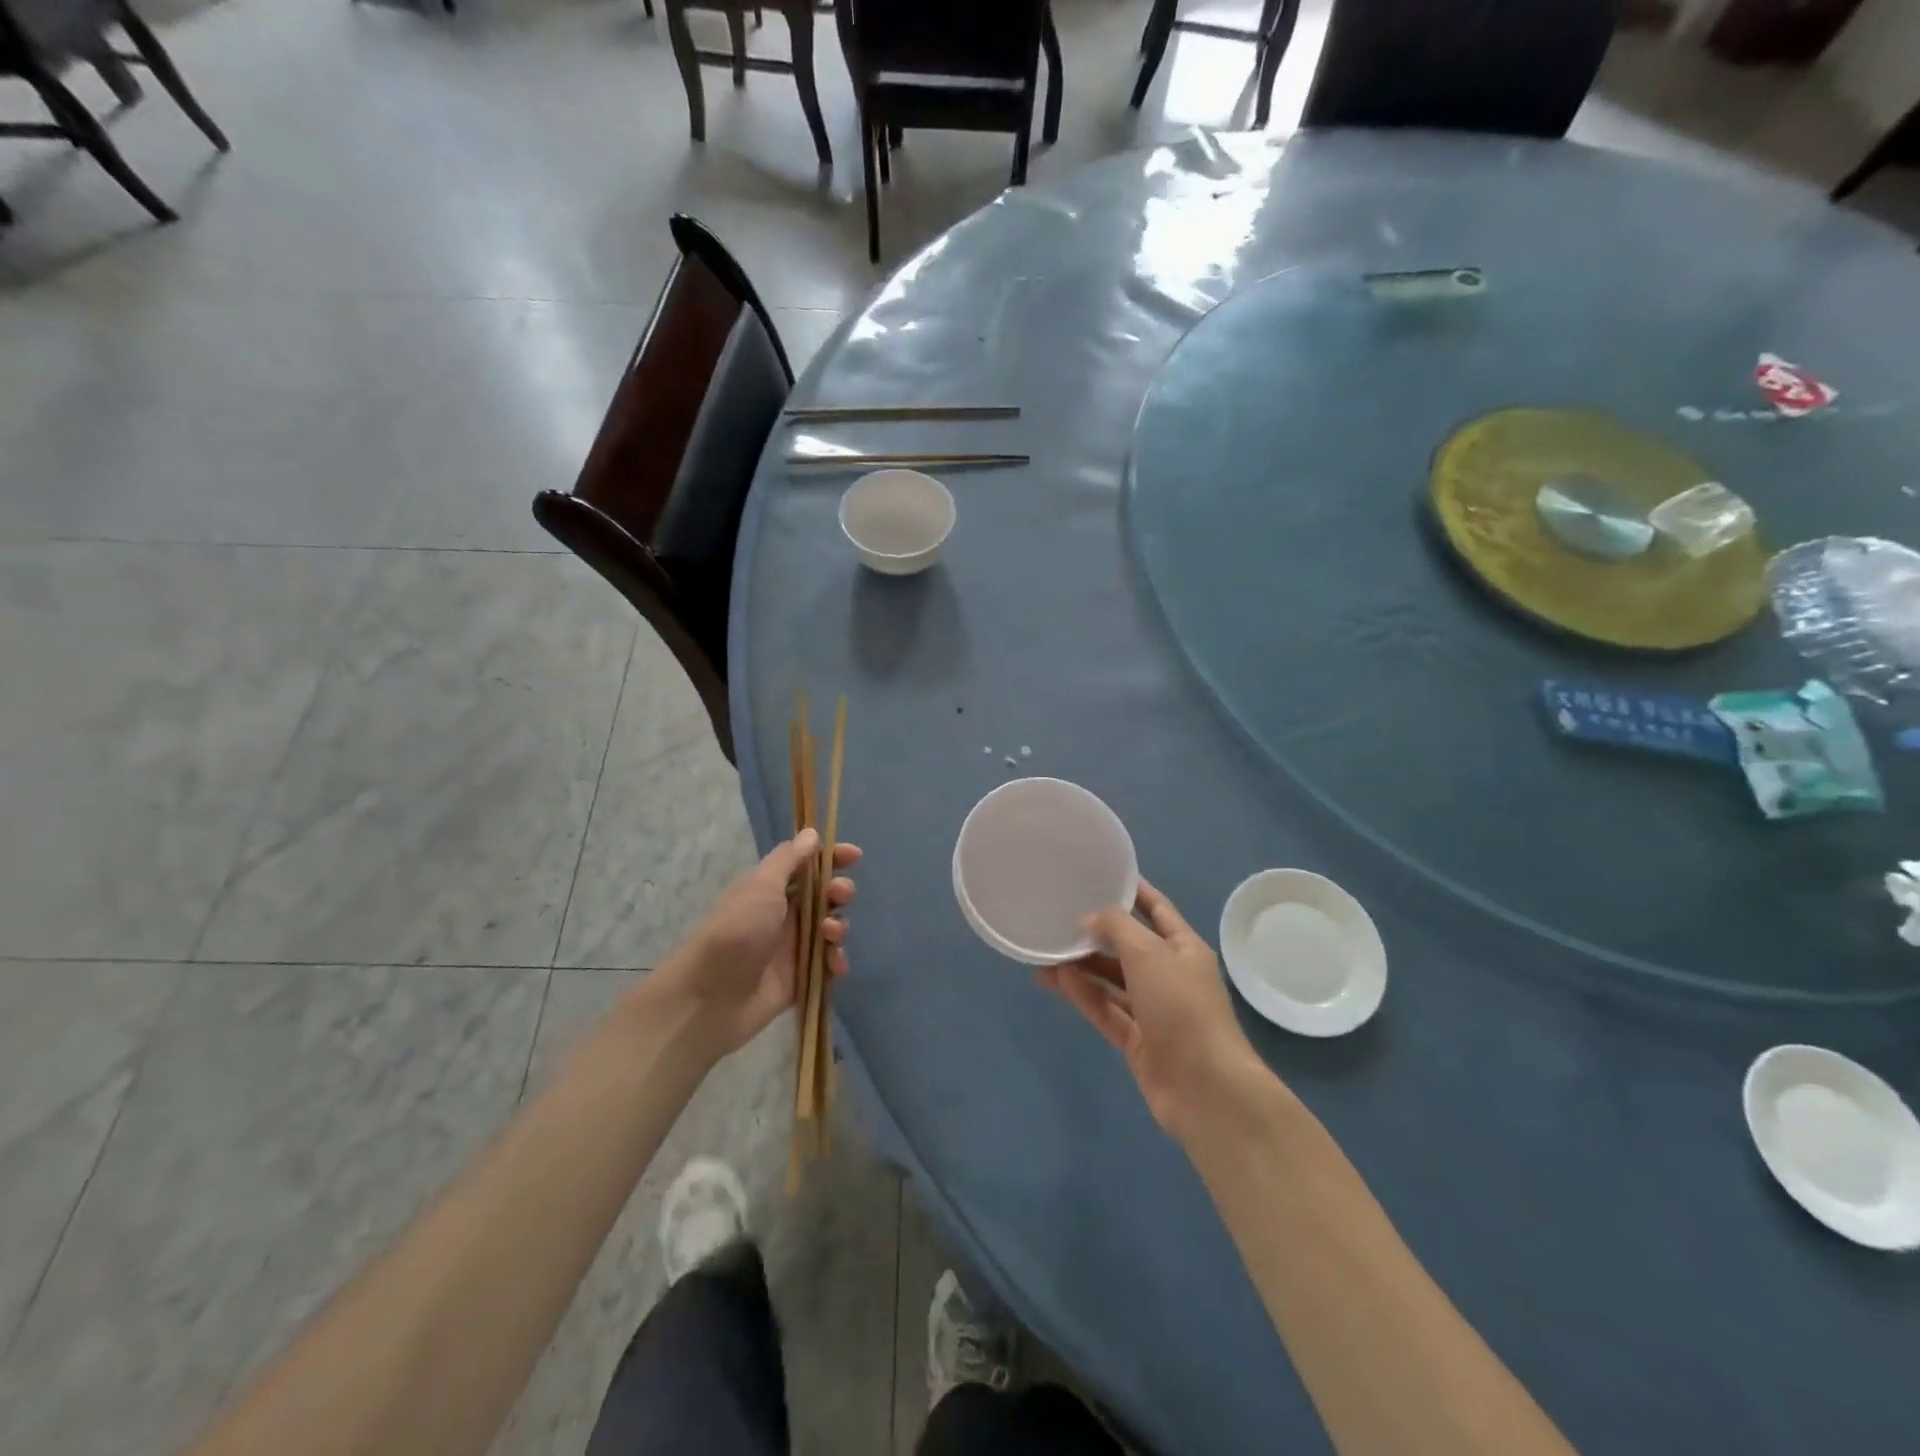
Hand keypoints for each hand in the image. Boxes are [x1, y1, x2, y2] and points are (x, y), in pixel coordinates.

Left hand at [660, 829, 860, 1057]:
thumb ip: (789, 859)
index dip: (831, 858)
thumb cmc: (737, 931)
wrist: (711, 997)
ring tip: (830, 935)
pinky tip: (835, 964)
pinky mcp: (800, 978)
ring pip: (830, 929)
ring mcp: (792, 948)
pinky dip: (836, 961)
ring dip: (838, 927)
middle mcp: (783, 915)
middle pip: (824, 896)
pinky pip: (828, 964)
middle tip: (840, 896)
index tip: (854, 856)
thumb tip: (811, 833)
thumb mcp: (762, 886)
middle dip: (839, 892)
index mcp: (771, 889)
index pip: (807, 866)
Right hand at [1039, 879, 1263, 1141]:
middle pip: (1128, 947)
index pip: (1156, 909)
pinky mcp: (1138, 1041)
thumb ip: (1116, 927)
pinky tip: (1057, 980)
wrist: (1205, 1089)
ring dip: (1082, 966)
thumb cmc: (1182, 1007)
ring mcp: (1154, 1011)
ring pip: (1112, 980)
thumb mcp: (1149, 953)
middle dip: (1096, 933)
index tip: (1101, 875)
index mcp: (1184, 948)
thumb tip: (1088, 919)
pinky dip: (1084, 995)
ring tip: (1045, 953)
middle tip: (1059, 917)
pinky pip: (1106, 1009)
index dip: (1132, 892)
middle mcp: (1170, 976)